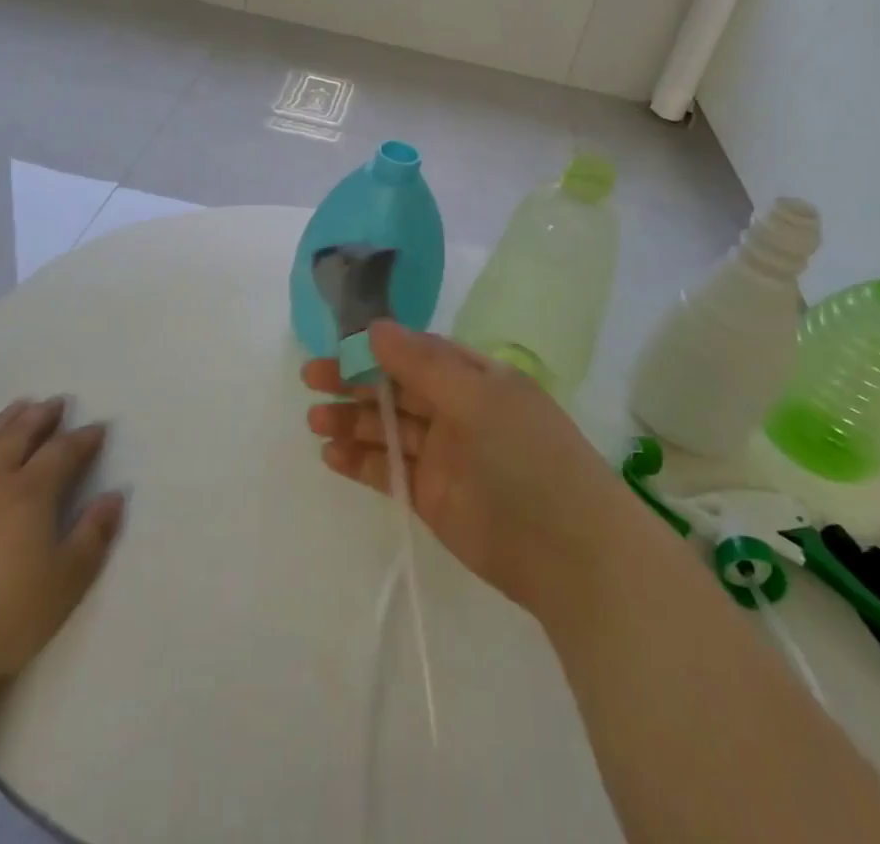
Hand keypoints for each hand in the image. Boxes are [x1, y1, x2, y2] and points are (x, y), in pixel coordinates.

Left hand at [0, 398, 124, 713]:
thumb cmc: (4, 620)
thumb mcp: (66, 582)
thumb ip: (93, 535)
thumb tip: (114, 496)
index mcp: (31, 494)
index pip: (63, 452)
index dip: (83, 438)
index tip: (97, 429)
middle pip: (19, 436)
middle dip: (41, 417)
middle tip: (55, 404)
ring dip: (2, 422)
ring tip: (17, 408)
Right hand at [304, 323, 646, 623]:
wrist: (568, 551)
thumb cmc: (525, 454)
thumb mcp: (477, 396)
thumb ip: (421, 363)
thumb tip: (374, 327)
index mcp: (474, 376)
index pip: (416, 351)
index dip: (376, 347)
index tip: (337, 345)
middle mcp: (456, 409)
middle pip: (396, 387)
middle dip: (353, 380)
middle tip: (310, 378)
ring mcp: (444, 455)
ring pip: (387, 428)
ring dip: (351, 420)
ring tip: (314, 419)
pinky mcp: (432, 497)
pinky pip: (389, 471)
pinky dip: (361, 461)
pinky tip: (331, 454)